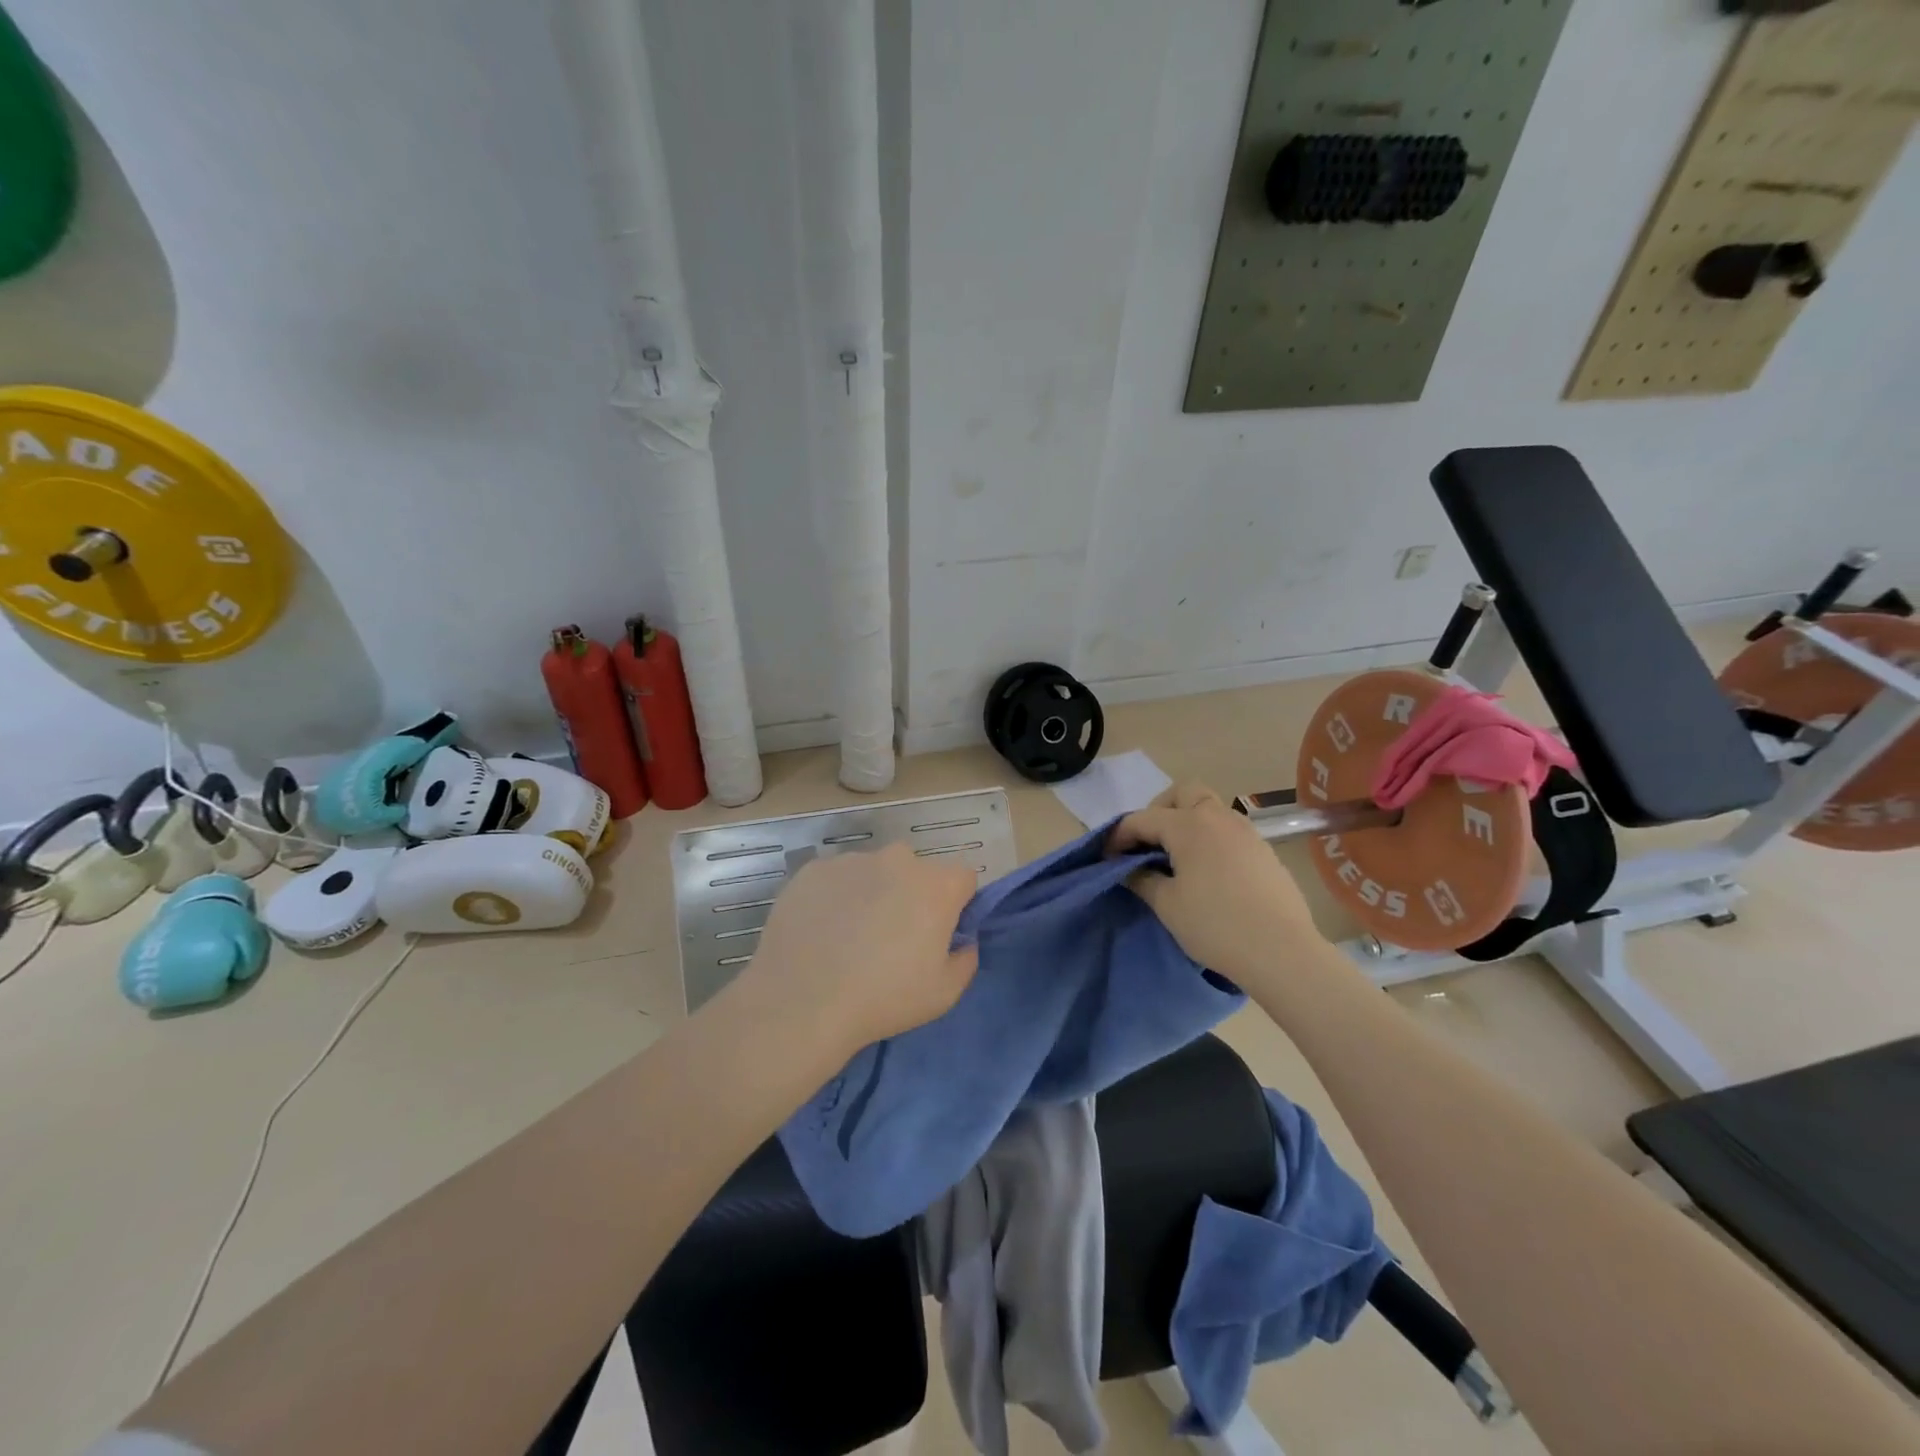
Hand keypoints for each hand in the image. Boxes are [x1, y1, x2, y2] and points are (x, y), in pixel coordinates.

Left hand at [740, 844, 979, 1057]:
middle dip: (912, 895)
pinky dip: (835, 897)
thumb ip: (965, 959)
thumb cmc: (883, 998)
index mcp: (937, 885)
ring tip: (850, 937)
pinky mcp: (813, 869)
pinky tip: (821, 932)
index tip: (940, 933)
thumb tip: (962, 941)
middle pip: (916, 870)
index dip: (956, 905)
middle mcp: (898, 860)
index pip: (963, 879)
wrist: (801, 1002)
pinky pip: (836, 879)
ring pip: (873, 872)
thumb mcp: (944, 994)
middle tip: (893, 937)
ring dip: (872, 893)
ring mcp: (852, 861)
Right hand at [1110, 781, 1323, 979]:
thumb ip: (1142, 879)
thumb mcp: (1167, 905)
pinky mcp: (1265, 851)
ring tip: (1177, 859)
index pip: (1143, 819)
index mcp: (1189, 825)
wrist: (1282, 952)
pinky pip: (1229, 831)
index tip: (1106, 856)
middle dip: (1159, 810)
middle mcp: (1218, 818)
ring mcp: (1247, 832)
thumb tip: (1129, 869)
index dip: (1119, 835)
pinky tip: (1208, 872)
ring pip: (1210, 809)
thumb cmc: (1216, 926)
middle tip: (1148, 843)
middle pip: (1183, 793)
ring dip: (1187, 822)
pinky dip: (1210, 839)